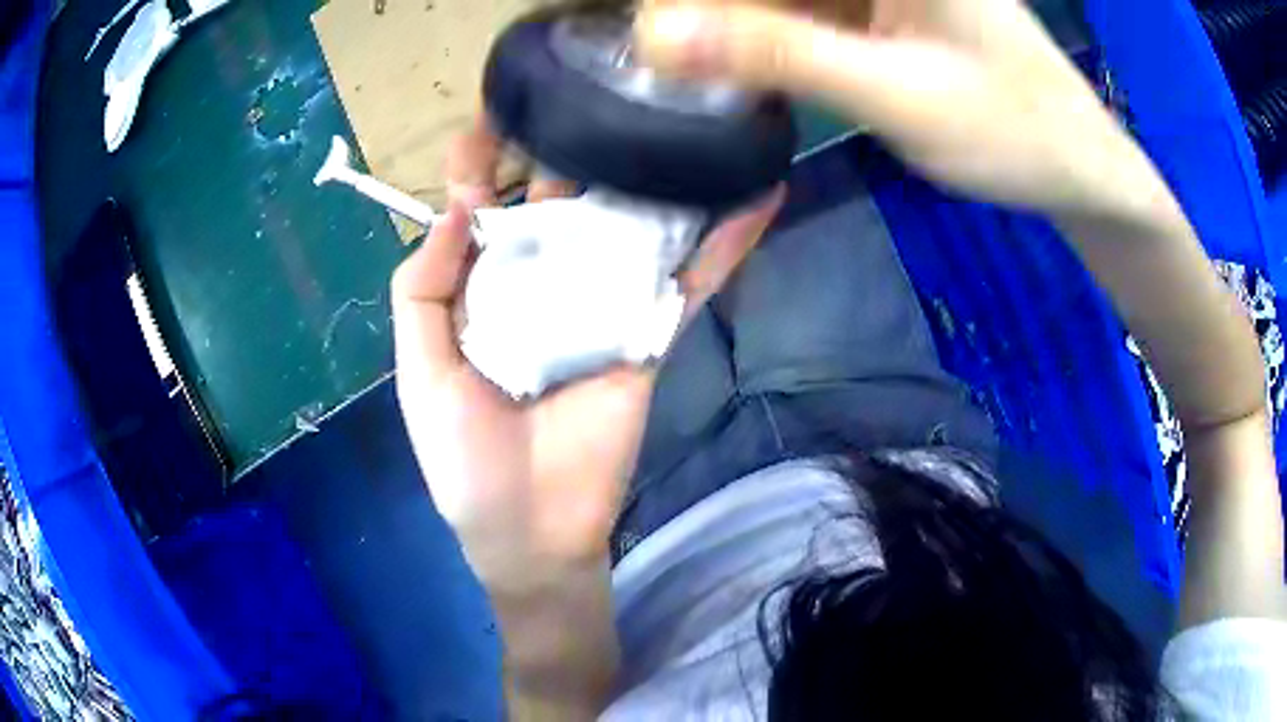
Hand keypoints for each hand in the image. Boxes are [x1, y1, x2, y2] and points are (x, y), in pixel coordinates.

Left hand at [393, 119, 784, 594]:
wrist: (534, 531)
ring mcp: (602, 303)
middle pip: (560, 198)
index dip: (482, 158)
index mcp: (482, 287)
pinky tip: (758, 196)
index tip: (497, 113)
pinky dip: (726, 243)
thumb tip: (457, 209)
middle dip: (573, 146)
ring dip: (657, 177)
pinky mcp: (650, 334)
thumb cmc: (465, 459)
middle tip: (603, 93)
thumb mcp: (421, 375)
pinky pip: (691, 281)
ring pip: (632, 226)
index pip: (481, 203)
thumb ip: (423, 292)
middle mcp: (542, 280)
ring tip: (683, 118)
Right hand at [636, 0, 1169, 220]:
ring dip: (732, 27)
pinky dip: (765, 37)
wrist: (1076, 167)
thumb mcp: (899, 95)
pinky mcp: (875, 5)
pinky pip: (799, 11)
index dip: (691, 4)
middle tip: (661, 59)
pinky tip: (742, 70)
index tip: (653, 39)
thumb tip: (650, 34)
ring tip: (688, 68)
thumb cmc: (1014, 132)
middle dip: (709, 17)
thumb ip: (779, 54)